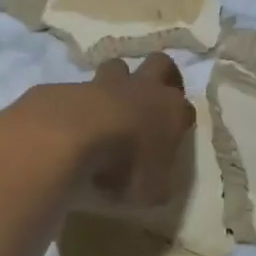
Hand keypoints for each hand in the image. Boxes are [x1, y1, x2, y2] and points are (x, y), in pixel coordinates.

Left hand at [37, 54, 193, 206]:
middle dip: (160, 76)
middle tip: (152, 99)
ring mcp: (104, 83)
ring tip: (109, 107)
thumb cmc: (126, 162)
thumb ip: (155, 185)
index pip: (186, 108)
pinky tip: (69, 124)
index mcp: (170, 111)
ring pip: (117, 67)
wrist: (76, 134)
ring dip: (116, 82)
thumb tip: (152, 187)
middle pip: (160, 64)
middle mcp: (143, 88)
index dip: (181, 120)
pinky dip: (78, 103)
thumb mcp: (151, 191)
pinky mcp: (70, 87)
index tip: (173, 136)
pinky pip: (77, 89)